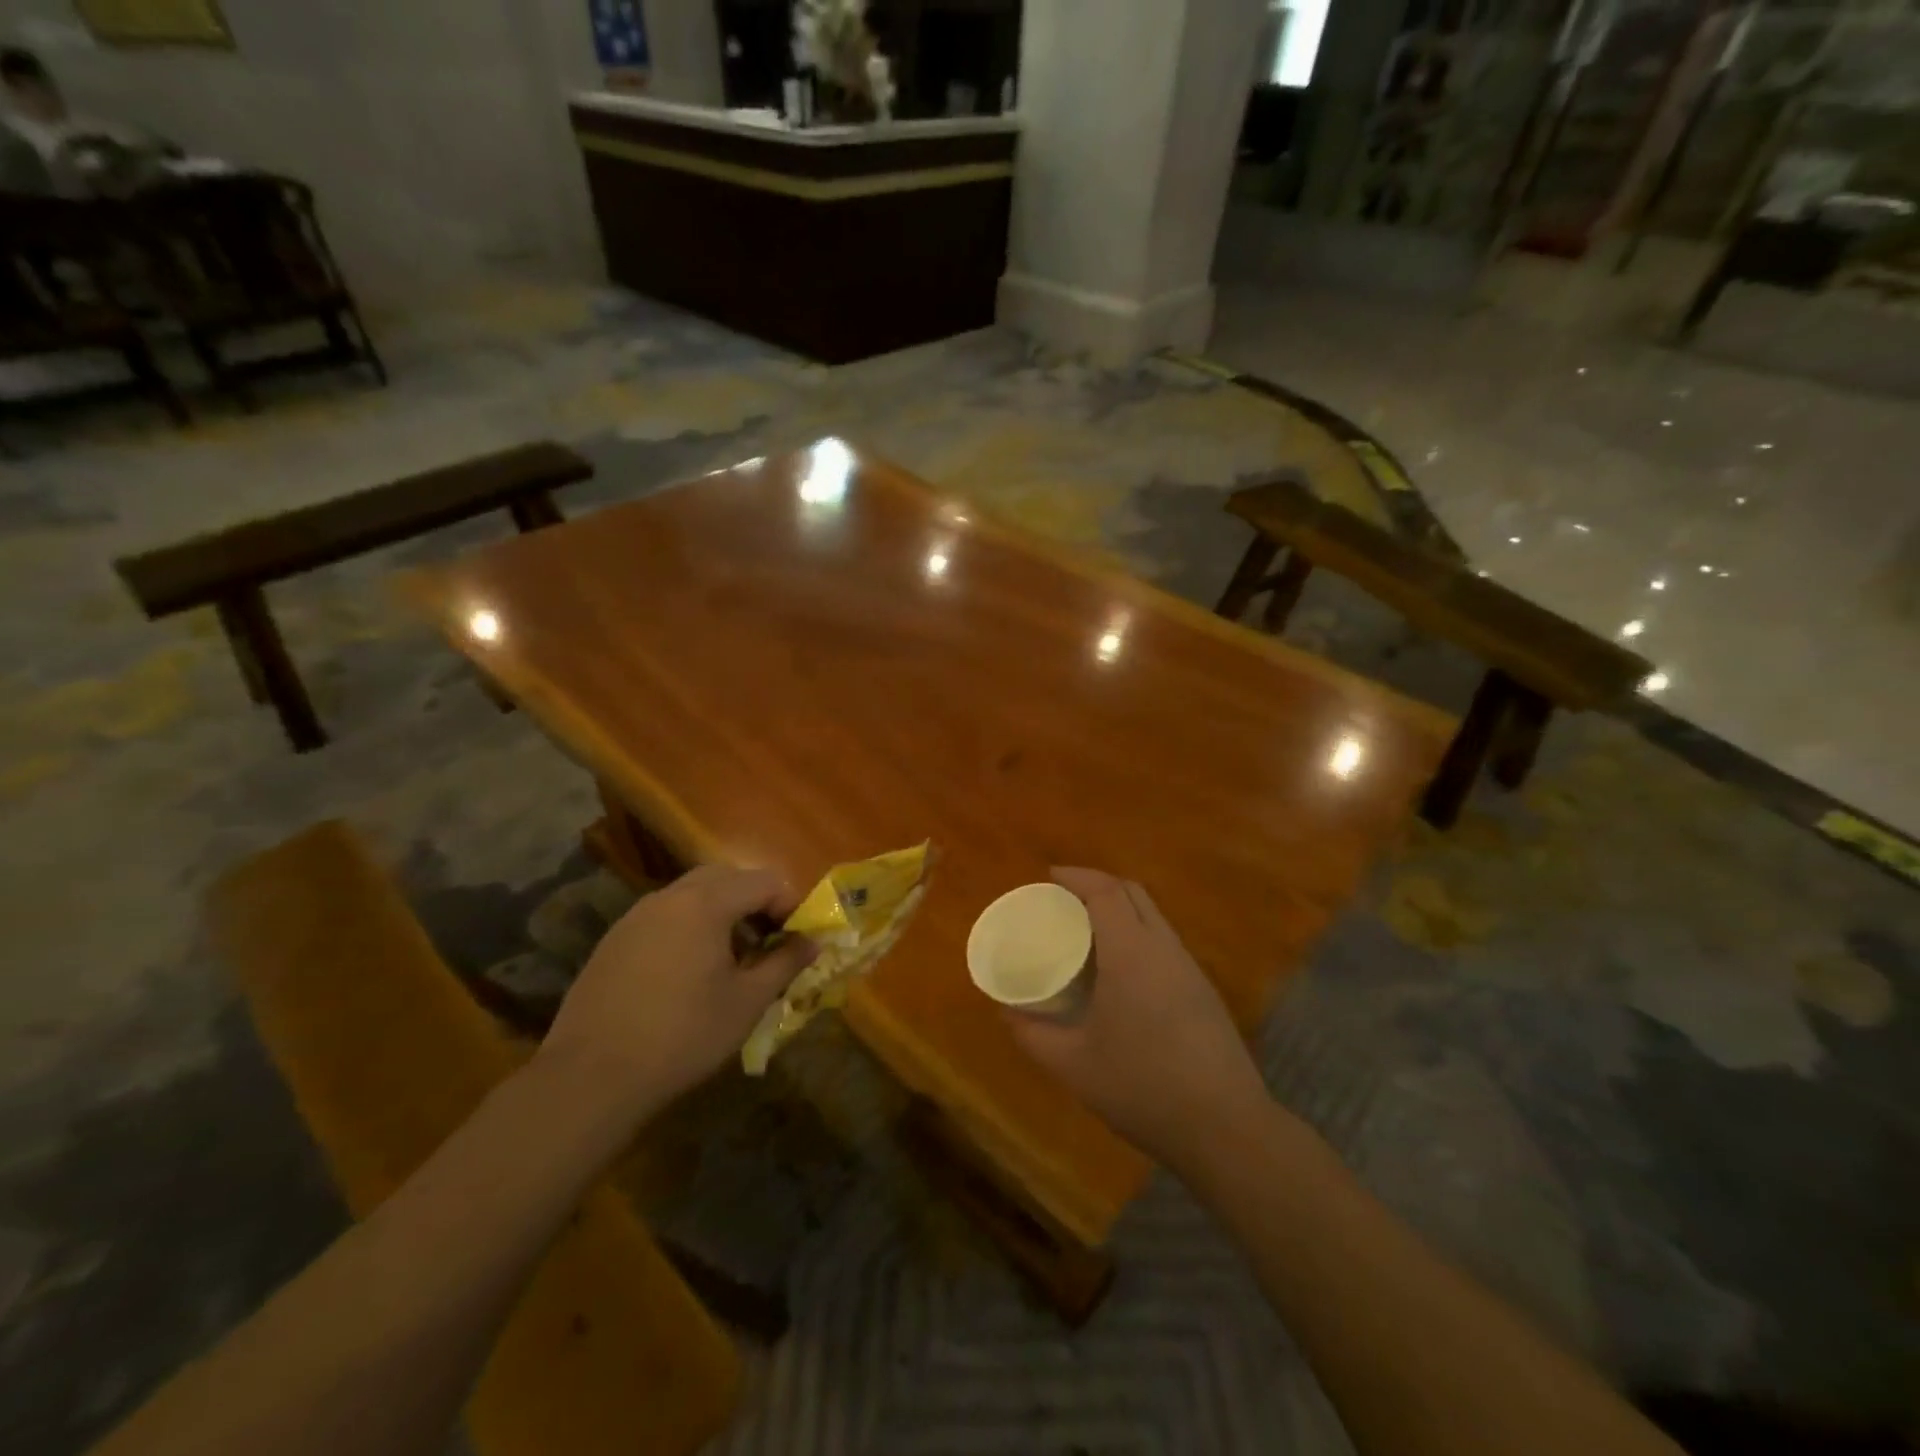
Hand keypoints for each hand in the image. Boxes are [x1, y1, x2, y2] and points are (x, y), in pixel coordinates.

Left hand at [537, 864, 816, 1120]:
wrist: (591, 1078)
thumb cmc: (683, 1035)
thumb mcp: (747, 1002)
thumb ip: (785, 963)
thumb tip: (813, 942)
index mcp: (706, 903)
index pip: (764, 880)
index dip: (791, 904)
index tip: (798, 939)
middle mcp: (669, 897)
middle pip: (726, 878)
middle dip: (755, 901)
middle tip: (769, 940)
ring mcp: (636, 917)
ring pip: (692, 895)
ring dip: (722, 912)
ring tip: (732, 957)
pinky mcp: (614, 941)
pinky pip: (664, 917)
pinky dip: (689, 928)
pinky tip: (689, 973)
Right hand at [1006, 868, 1269, 1167]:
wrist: (1226, 1128)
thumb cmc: (1142, 1088)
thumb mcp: (1073, 1066)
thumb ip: (1033, 1035)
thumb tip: (1006, 1012)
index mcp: (1131, 954)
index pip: (1106, 892)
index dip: (1077, 876)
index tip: (1050, 877)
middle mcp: (1164, 949)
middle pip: (1133, 893)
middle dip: (1098, 885)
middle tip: (1064, 902)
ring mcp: (1189, 968)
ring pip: (1153, 916)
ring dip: (1120, 910)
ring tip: (1087, 934)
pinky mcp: (1204, 990)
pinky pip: (1164, 942)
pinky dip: (1137, 935)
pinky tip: (1119, 972)